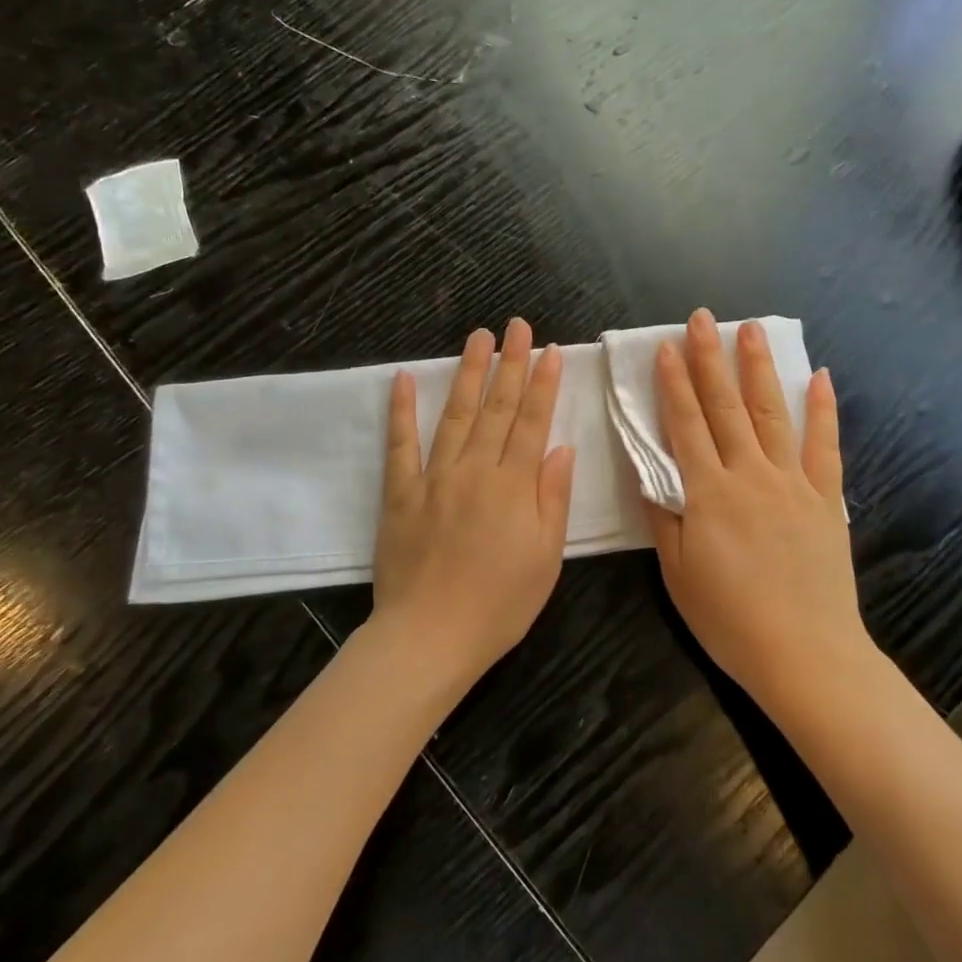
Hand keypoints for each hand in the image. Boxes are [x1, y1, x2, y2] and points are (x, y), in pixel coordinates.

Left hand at [372, 318, 576, 691]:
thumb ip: (553, 498)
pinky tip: (404, 378)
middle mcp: (474, 471)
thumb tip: (561, 448)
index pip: (532, 423)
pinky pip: (400, 445)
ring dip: (468, 373)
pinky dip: (401, 410)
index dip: (543, 384)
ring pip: (455, 415)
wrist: (430, 636)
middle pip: (496, 409)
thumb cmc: (499, 605)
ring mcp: (433, 478)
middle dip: (510, 363)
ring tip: (479, 337)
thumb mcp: (546, 559)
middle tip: (517, 325)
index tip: (550, 350)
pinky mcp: (400, 493)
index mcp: (514, 487)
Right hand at [646, 309, 866, 704]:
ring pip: (771, 414)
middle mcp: (750, 474)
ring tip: (751, 329)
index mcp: (708, 492)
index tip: (664, 347)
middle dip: (710, 359)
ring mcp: (793, 483)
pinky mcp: (826, 499)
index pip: (685, 425)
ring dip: (759, 369)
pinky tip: (820, 378)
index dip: (673, 384)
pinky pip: (825, 446)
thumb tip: (645, 472)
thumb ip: (662, 517)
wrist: (805, 654)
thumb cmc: (730, 618)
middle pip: (725, 406)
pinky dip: (822, 410)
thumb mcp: (678, 573)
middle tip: (702, 318)